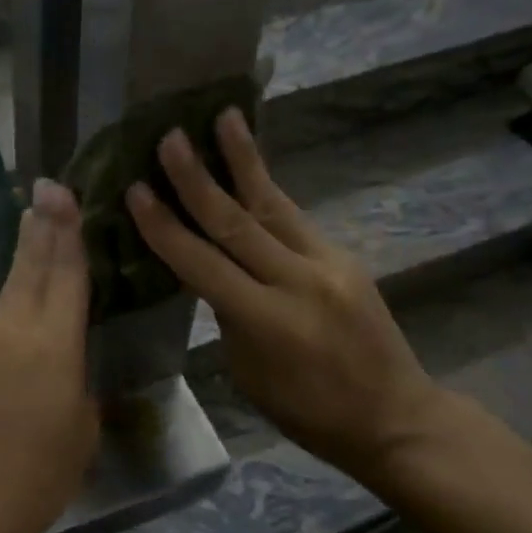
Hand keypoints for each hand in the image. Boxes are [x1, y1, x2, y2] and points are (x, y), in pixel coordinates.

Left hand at [0, 180, 99, 532]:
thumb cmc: (35, 476)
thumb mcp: (81, 431)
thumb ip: (80, 386)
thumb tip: (71, 368)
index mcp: (52, 344)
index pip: (64, 274)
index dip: (67, 231)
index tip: (63, 191)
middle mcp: (14, 328)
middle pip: (31, 265)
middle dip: (42, 224)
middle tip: (48, 186)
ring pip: (12, 285)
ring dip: (27, 253)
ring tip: (38, 223)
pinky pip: (0, 313)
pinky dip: (16, 291)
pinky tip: (24, 291)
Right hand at [125, 110, 445, 483]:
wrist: (395, 416)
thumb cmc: (308, 411)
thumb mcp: (249, 371)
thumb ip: (227, 314)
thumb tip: (210, 269)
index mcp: (266, 321)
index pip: (202, 264)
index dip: (164, 227)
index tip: (136, 190)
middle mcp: (297, 282)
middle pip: (236, 221)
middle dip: (197, 178)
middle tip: (170, 137)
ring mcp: (328, 264)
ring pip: (273, 204)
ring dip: (243, 159)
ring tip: (224, 116)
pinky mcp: (345, 256)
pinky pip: (294, 218)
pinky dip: (265, 190)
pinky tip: (249, 166)